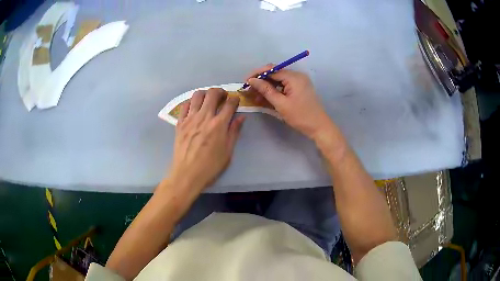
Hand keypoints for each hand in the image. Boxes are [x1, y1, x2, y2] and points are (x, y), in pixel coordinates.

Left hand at [166, 88, 244, 193]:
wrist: (187, 174)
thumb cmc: (210, 166)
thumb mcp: (228, 151)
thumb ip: (234, 132)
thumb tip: (241, 118)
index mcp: (219, 124)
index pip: (229, 104)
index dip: (235, 99)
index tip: (235, 101)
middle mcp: (204, 117)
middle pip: (213, 94)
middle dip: (220, 92)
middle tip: (222, 97)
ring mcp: (190, 119)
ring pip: (197, 95)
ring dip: (205, 93)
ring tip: (208, 100)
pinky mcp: (180, 123)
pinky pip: (184, 105)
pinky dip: (191, 102)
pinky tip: (194, 108)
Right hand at [246, 65, 332, 139]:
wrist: (319, 127)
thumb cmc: (301, 116)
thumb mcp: (281, 104)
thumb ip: (266, 90)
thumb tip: (252, 80)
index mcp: (294, 77)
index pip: (272, 69)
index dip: (257, 74)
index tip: (245, 82)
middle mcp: (297, 76)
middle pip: (275, 73)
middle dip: (261, 81)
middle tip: (249, 90)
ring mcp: (299, 82)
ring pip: (278, 80)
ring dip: (267, 87)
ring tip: (255, 96)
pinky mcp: (299, 89)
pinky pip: (284, 86)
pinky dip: (275, 91)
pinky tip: (266, 98)